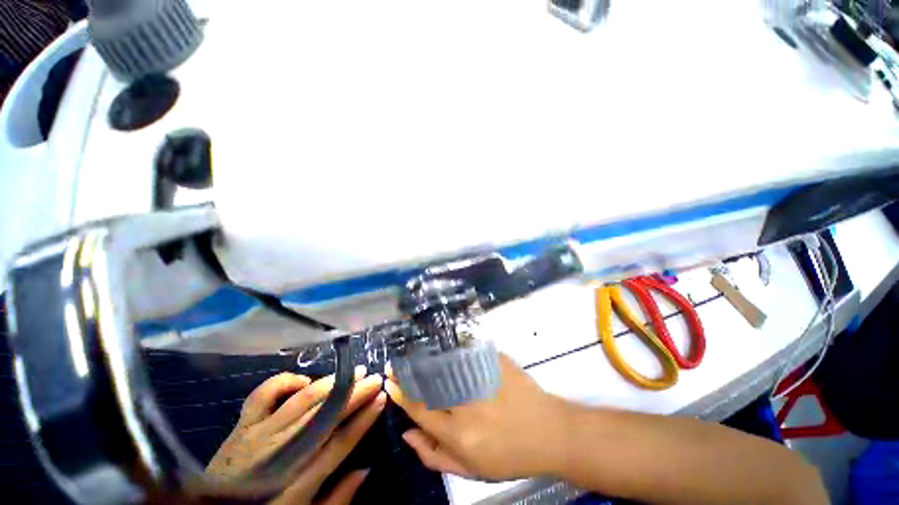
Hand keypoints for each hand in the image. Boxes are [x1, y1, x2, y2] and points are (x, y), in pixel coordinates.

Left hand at [207, 367, 386, 504]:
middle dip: (354, 393)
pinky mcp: (241, 425)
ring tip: (352, 372)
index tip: (381, 398)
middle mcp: (280, 451)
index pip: (340, 441)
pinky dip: (286, 382)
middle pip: (325, 415)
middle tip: (374, 378)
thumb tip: (365, 469)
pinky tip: (304, 381)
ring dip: (331, 383)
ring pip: (302, 400)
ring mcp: (257, 434)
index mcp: (297, 479)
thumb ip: (337, 501)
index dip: (364, 418)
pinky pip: (264, 394)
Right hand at [385, 354, 568, 480]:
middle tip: (397, 363)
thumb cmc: (509, 455)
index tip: (391, 380)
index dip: (402, 394)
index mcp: (459, 434)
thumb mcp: (471, 470)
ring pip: (444, 363)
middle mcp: (466, 405)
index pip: (420, 409)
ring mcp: (481, 379)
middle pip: (428, 382)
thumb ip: (435, 455)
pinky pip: (466, 350)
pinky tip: (441, 344)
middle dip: (408, 371)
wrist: (548, 431)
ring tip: (413, 353)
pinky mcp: (494, 362)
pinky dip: (450, 346)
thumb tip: (407, 433)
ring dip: (425, 357)